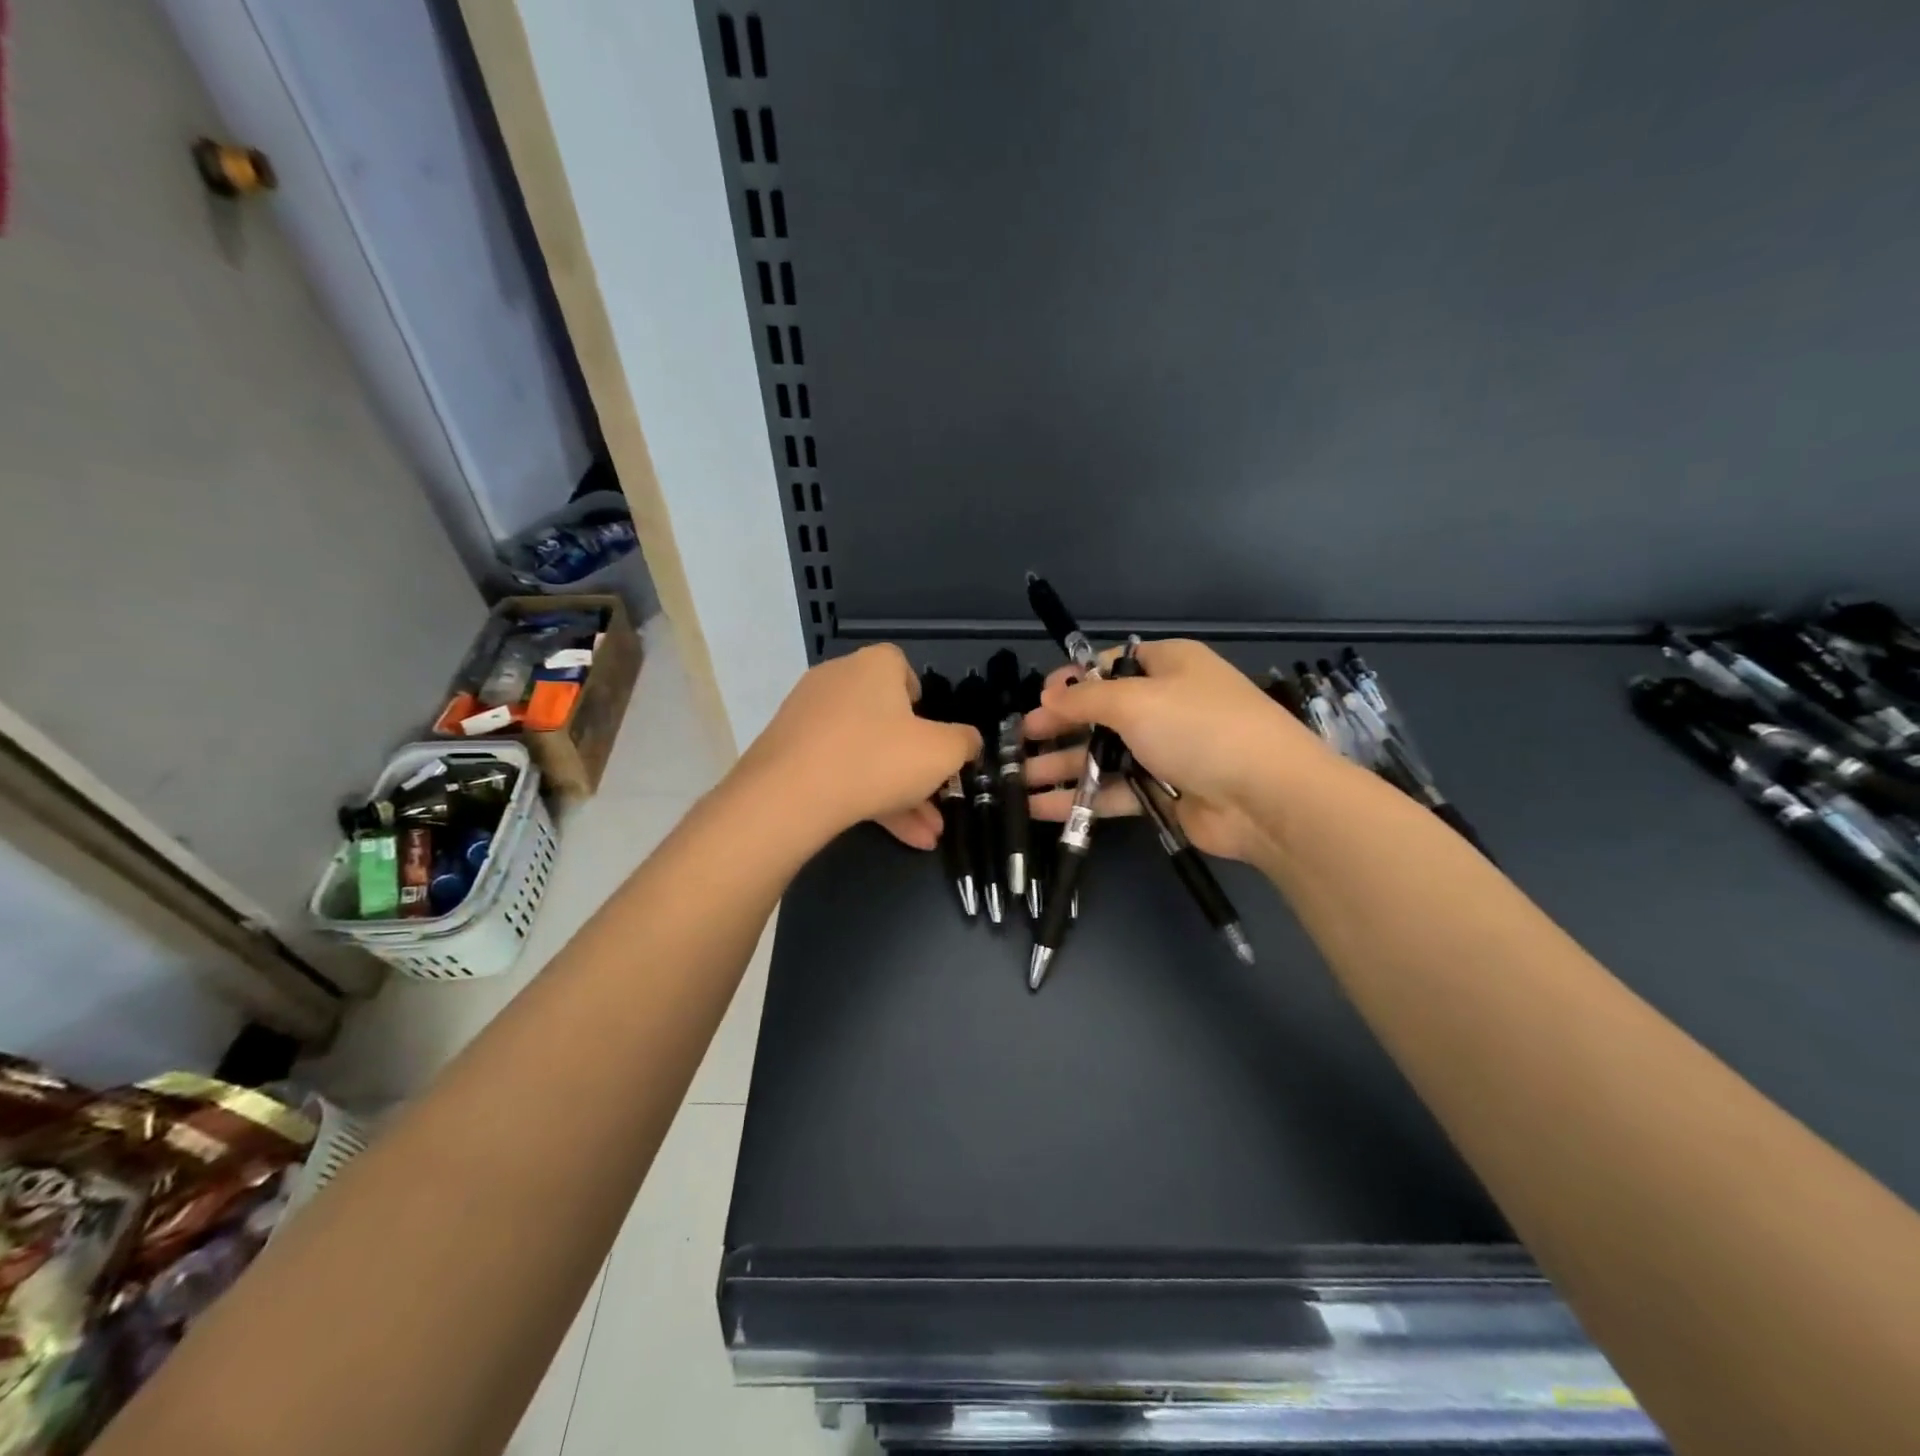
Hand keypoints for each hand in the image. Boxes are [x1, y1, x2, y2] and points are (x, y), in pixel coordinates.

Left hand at [734, 644, 980, 849]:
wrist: (789, 796)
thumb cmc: (877, 758)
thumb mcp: (941, 752)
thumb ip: (963, 742)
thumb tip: (969, 740)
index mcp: (874, 667)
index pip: (901, 667)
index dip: (922, 700)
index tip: (933, 734)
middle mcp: (837, 682)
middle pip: (886, 721)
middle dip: (918, 766)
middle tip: (938, 798)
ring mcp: (808, 718)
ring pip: (866, 754)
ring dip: (900, 793)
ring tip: (927, 834)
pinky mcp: (788, 753)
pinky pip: (838, 770)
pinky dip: (868, 798)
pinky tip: (900, 836)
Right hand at [1022, 640, 1331, 862]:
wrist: (1266, 797)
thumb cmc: (1199, 729)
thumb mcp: (1137, 701)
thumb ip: (1086, 698)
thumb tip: (1050, 693)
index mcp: (1169, 667)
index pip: (1112, 666)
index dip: (1073, 680)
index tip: (1039, 698)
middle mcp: (1167, 705)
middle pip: (1102, 713)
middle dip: (1060, 727)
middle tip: (1022, 741)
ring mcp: (1167, 751)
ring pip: (1104, 755)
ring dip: (1063, 766)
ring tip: (1018, 780)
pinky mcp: (1165, 793)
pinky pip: (1114, 791)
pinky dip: (1081, 798)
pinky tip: (1041, 807)